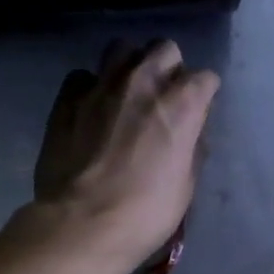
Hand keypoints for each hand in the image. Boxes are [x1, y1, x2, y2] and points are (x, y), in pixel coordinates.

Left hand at [32, 39, 219, 273]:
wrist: (83, 224)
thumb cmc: (145, 213)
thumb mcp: (185, 187)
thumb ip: (191, 149)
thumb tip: (189, 133)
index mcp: (181, 104)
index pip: (205, 78)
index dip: (203, 96)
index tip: (197, 113)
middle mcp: (144, 82)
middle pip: (165, 49)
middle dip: (169, 68)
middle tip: (162, 98)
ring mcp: (102, 85)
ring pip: (122, 49)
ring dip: (130, 66)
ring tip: (126, 94)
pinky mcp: (68, 98)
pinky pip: (83, 76)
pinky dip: (91, 87)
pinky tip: (91, 110)